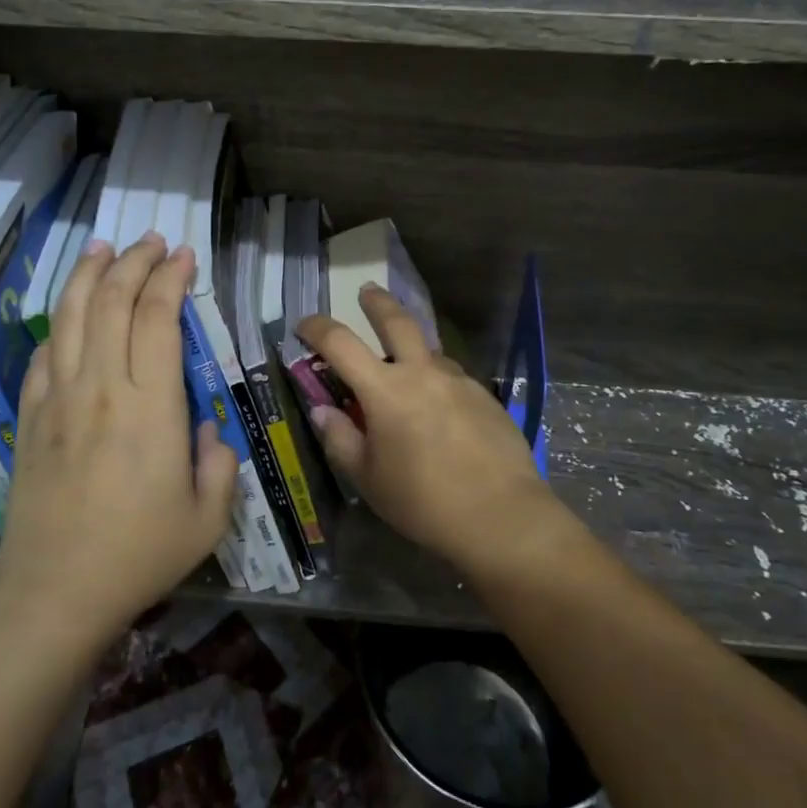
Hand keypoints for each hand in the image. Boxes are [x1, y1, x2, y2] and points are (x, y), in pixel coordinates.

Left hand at [0, 232, 238, 642]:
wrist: (54, 591)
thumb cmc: (139, 554)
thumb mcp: (208, 518)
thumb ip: (218, 463)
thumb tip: (205, 429)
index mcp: (152, 406)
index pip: (157, 318)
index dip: (171, 279)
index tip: (184, 256)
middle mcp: (103, 388)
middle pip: (112, 302)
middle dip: (134, 262)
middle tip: (151, 241)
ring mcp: (59, 399)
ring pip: (71, 316)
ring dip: (88, 275)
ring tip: (104, 248)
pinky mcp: (31, 417)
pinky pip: (44, 354)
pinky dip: (60, 323)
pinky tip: (70, 313)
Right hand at [297, 285, 562, 575]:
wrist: (502, 516)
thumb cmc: (424, 501)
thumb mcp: (368, 479)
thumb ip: (340, 439)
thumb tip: (323, 410)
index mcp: (385, 390)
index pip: (340, 343)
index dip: (317, 328)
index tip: (303, 325)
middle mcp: (422, 372)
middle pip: (396, 321)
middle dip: (377, 302)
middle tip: (366, 291)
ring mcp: (458, 381)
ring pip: (429, 350)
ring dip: (412, 349)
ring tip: (405, 369)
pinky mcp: (485, 396)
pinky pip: (452, 377)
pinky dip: (437, 380)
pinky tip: (440, 409)